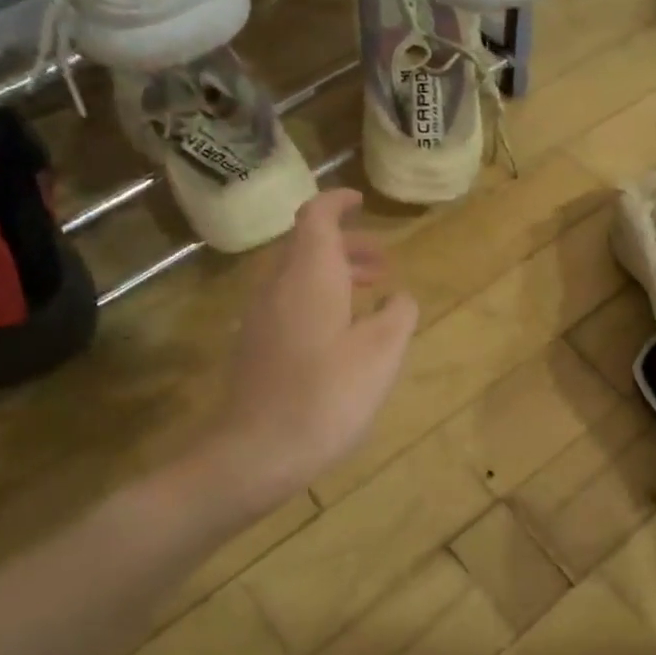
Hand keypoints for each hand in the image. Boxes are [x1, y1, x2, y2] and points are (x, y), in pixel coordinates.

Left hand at [213, 190, 417, 503]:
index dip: (338, 202)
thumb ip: (399, 315)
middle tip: (383, 264)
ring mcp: (260, 316)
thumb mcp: (382, 353)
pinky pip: (288, 303)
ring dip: (334, 274)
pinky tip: (341, 333)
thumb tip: (400, 298)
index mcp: (309, 275)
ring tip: (370, 295)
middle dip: (346, 245)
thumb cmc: (327, 395)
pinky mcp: (255, 345)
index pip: (317, 217)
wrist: (257, 452)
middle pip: (307, 246)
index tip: (361, 202)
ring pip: (297, 276)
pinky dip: (318, 299)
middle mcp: (278, 285)